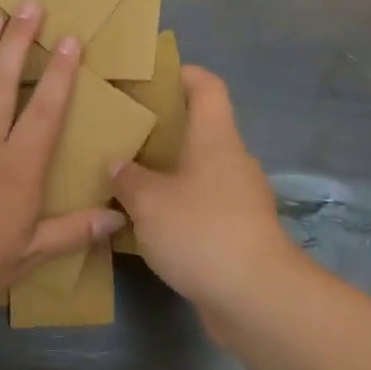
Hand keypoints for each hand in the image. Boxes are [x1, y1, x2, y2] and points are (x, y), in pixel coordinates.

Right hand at [110, 65, 297, 316]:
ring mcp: (240, 200)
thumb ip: (129, 178)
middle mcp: (232, 162)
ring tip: (127, 178)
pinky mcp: (238, 233)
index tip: (156, 74)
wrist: (253, 295)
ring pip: (200, 173)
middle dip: (165, 130)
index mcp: (215, 139)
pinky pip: (202, 207)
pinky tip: (146, 223)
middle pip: (201, 131)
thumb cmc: (200, 230)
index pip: (207, 88)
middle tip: (124, 133)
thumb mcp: (149, 201)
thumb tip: (117, 162)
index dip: (185, 74)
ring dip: (168, 174)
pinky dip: (177, 208)